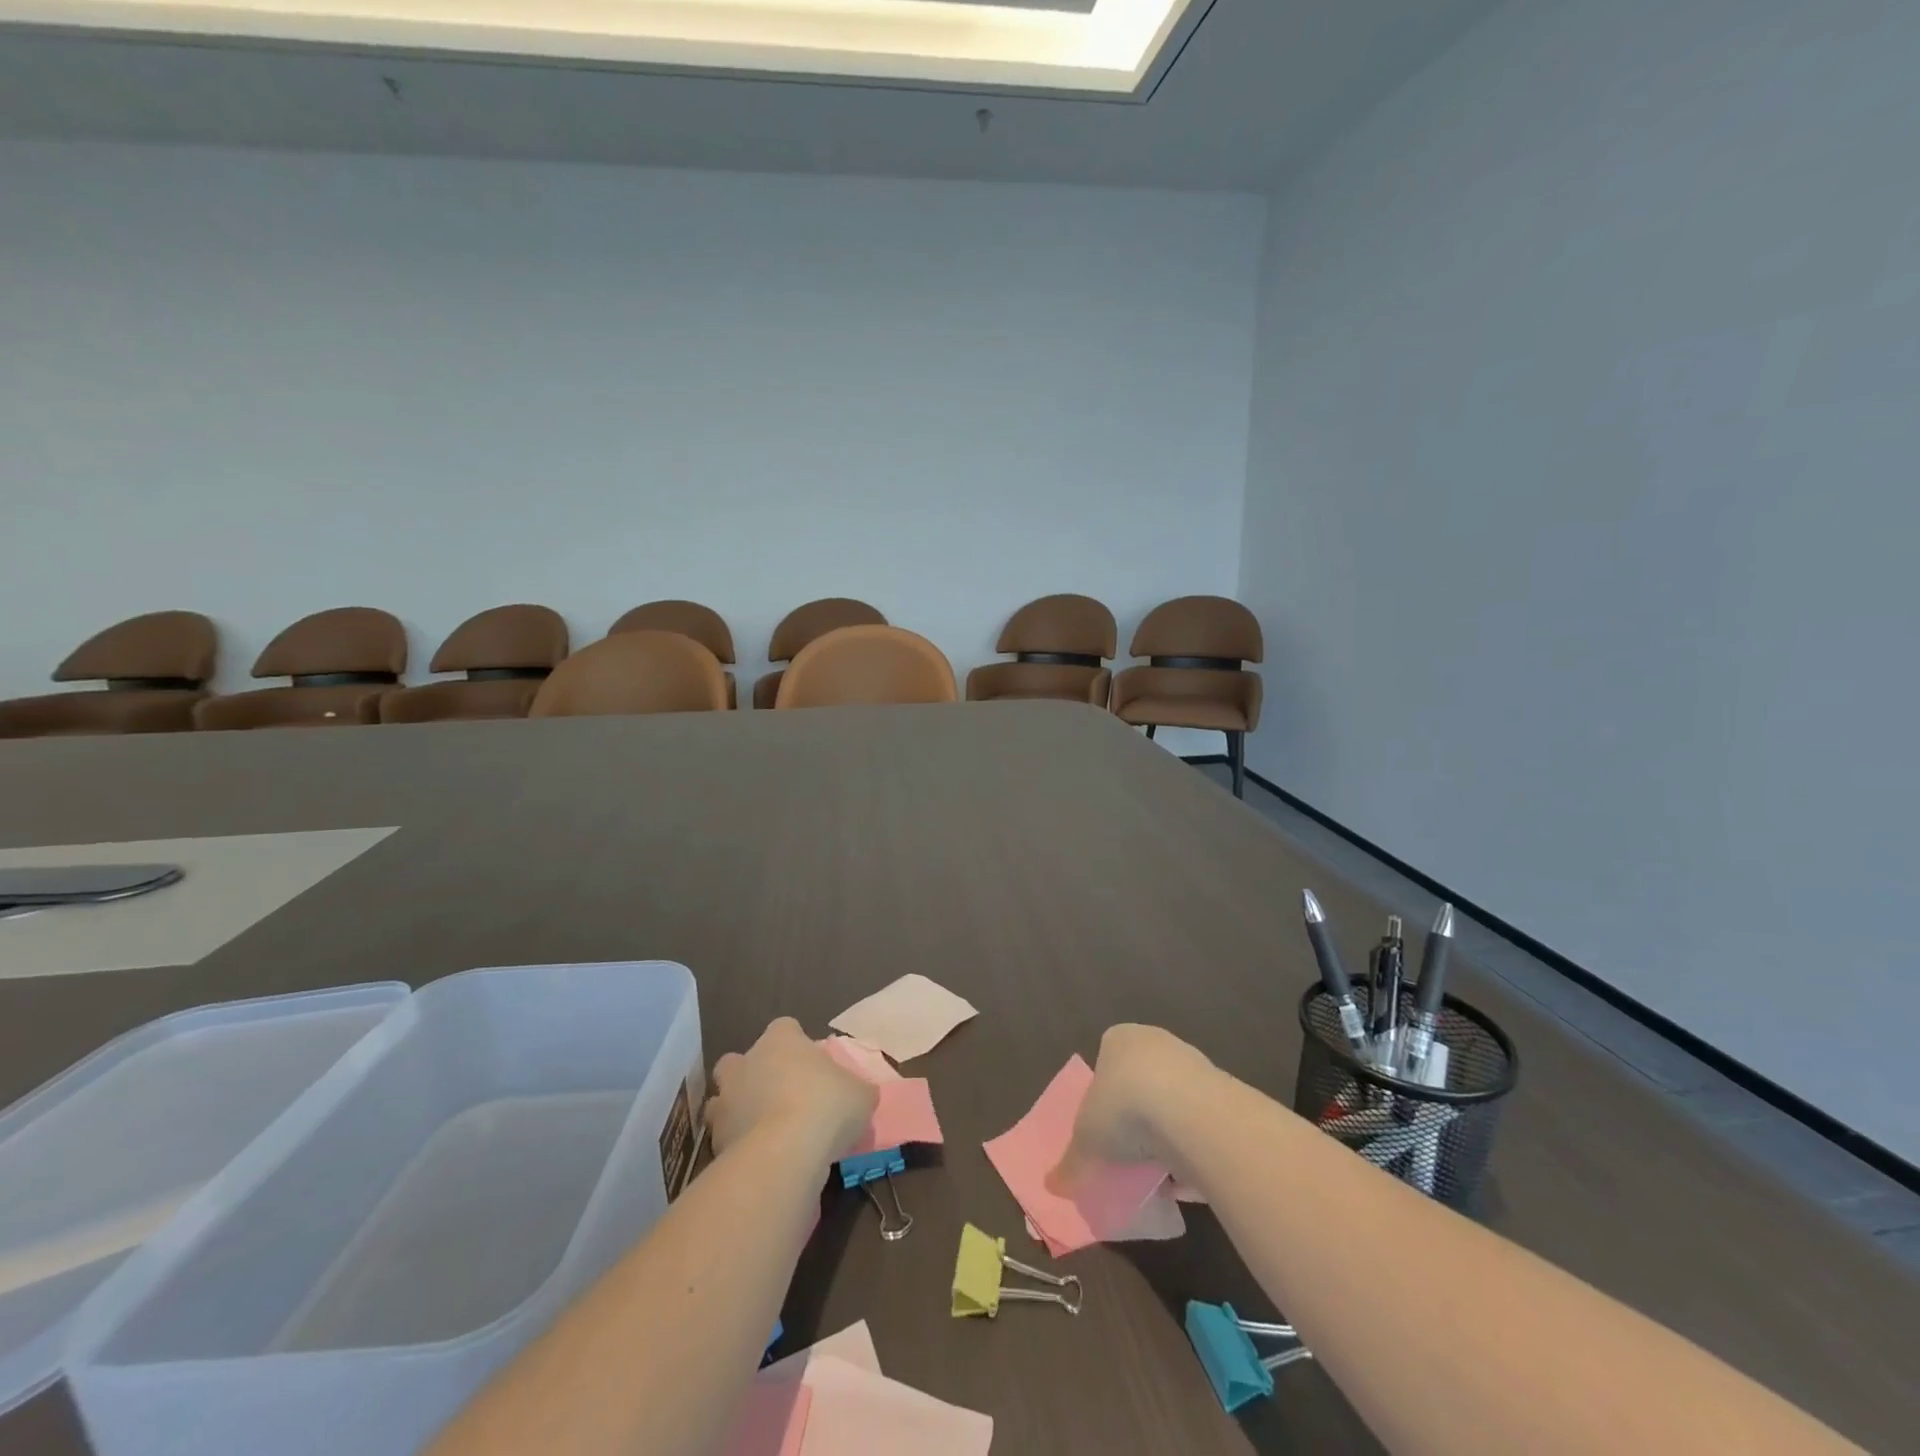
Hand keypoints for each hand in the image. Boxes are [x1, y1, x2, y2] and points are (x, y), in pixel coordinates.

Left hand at [707, 1018, 877, 1162]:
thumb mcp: (861, 1095)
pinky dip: (737, 1145)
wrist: (784, 1154)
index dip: (796, 1044)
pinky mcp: (715, 1140)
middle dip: (753, 1075)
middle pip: (741, 1060)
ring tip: (763, 1131)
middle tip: (778, 1096)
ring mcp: (726, 1101)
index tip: (810, 1065)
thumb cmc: (826, 1106)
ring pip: (724, 1099)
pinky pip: (726, 1137)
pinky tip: (759, 1159)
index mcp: (781, 1040)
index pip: (785, 1028)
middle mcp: (747, 1062)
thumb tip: (861, 1095)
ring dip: (738, 1111)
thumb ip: (857, 1090)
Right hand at [1048, 1024, 1214, 1194]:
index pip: (1106, 1063)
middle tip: (1129, 1153)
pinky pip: (1201, 1126)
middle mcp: (1156, 1042)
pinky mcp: (1223, 1092)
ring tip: (1158, 1174)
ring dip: (1168, 1135)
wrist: (1188, 1112)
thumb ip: (1070, 1161)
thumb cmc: (1123, 1108)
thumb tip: (1052, 1185)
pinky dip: (1194, 1150)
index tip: (1103, 1130)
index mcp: (1118, 1040)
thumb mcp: (1085, 1140)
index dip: (1103, 1098)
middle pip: (1142, 1082)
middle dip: (1138, 1116)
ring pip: (1174, 1104)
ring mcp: (1193, 1064)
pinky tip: (1187, 1180)